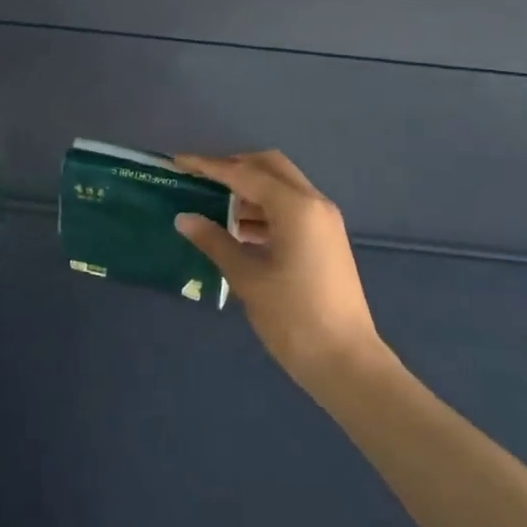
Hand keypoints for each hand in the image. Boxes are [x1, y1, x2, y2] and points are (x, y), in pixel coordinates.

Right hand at [173, 151, 382, 393]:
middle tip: (201, 179)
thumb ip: (214, 242)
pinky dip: (265, 210)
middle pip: (270, 167)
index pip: (244, 173)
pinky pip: (291, 209)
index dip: (209, 166)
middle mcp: (314, 204)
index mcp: (296, 207)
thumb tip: (184, 218)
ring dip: (250, 190)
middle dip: (234, 167)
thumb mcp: (247, 279)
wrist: (347, 364)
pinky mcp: (327, 240)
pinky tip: (240, 231)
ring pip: (282, 187)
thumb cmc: (293, 318)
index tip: (179, 162)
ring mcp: (324, 221)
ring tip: (215, 207)